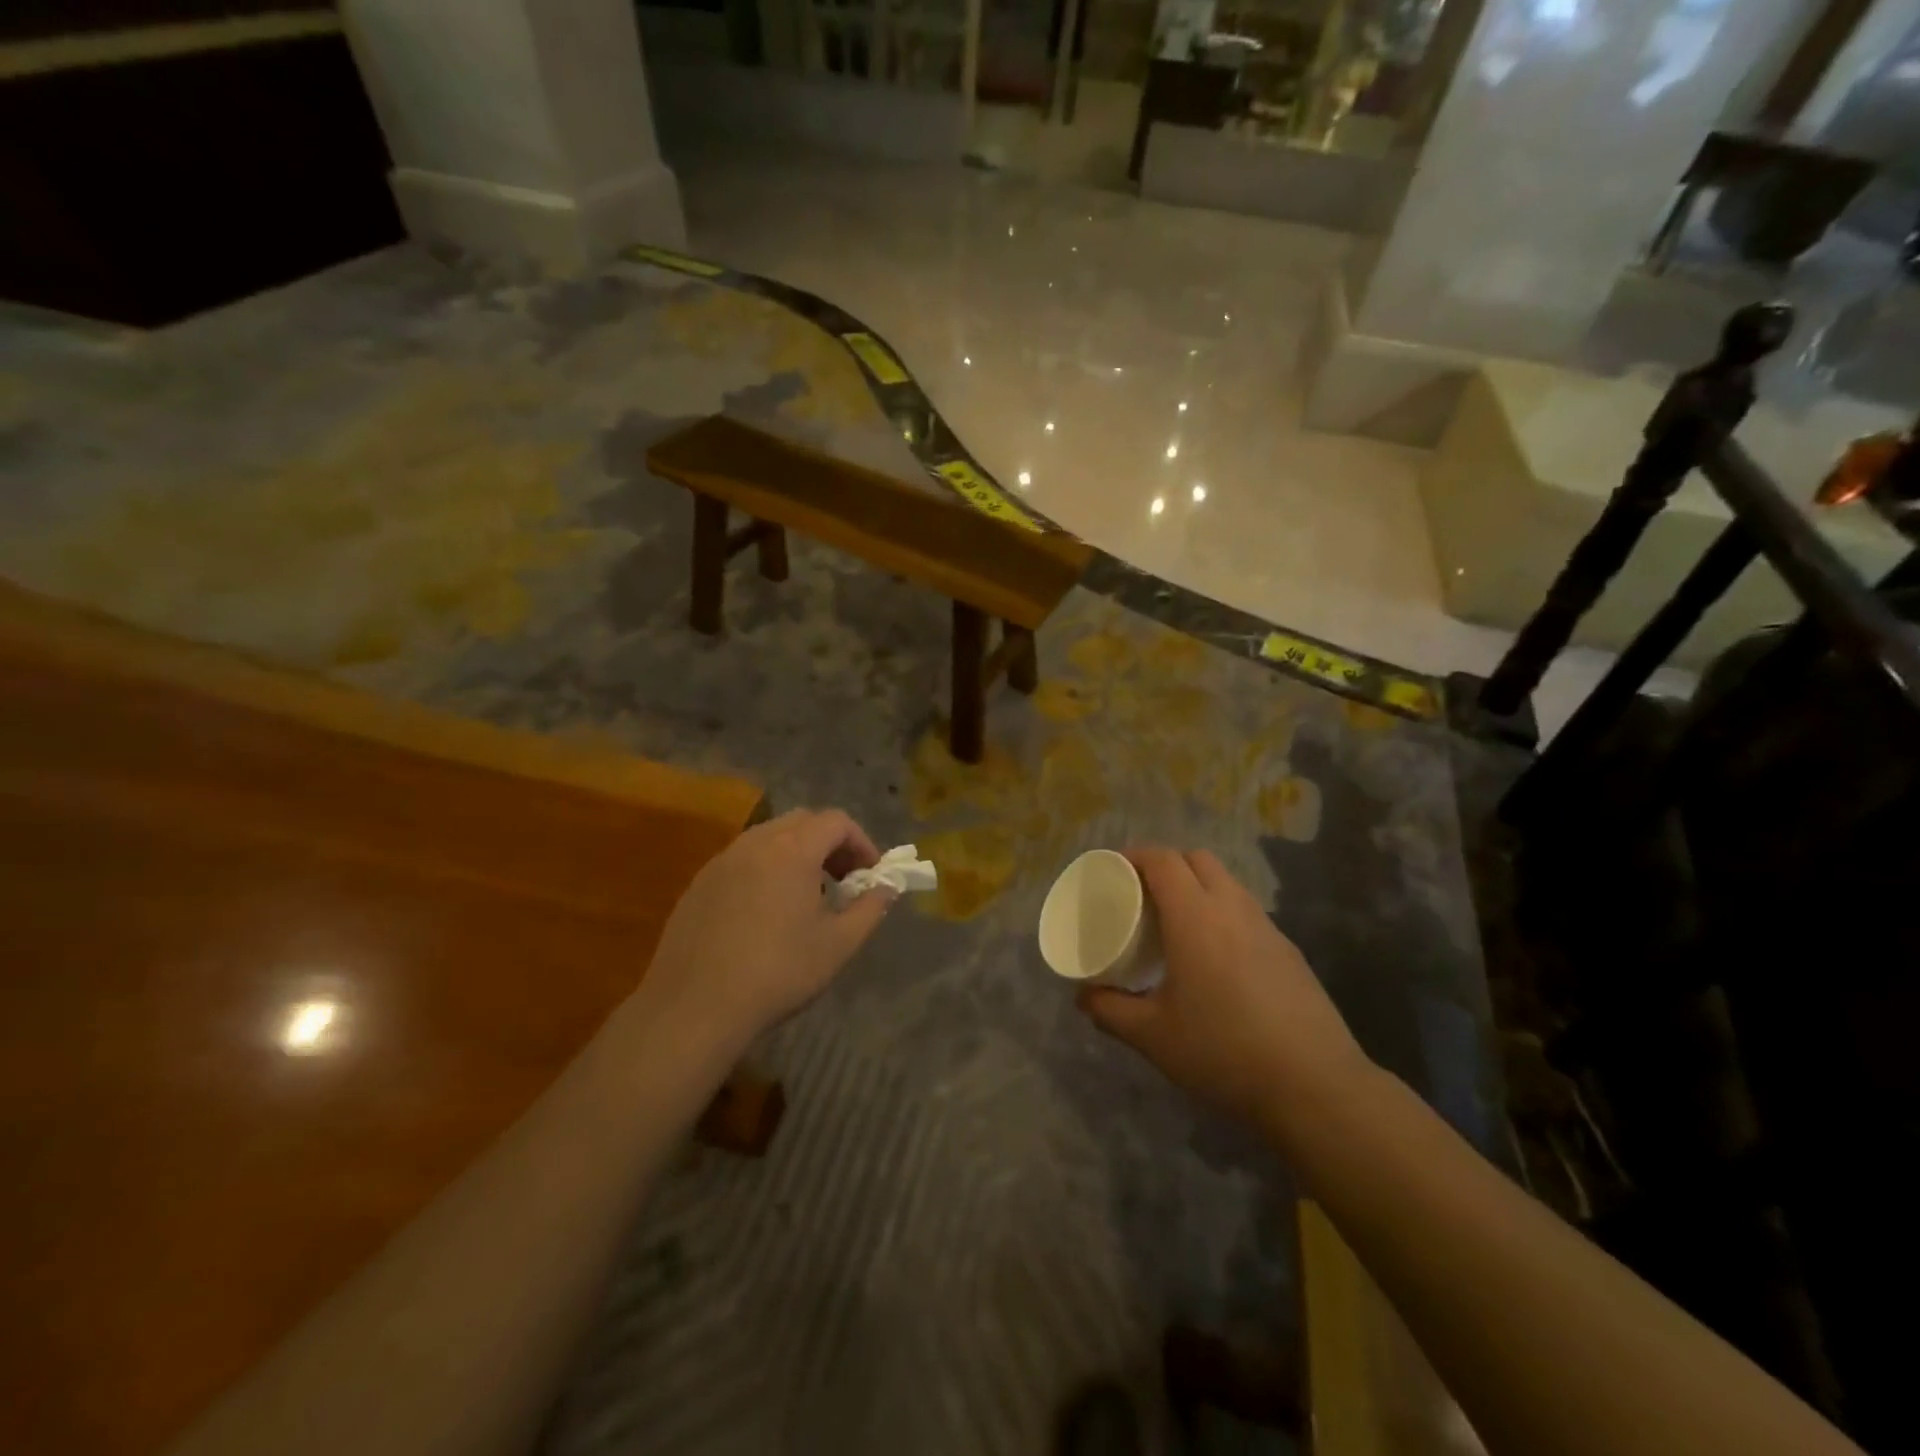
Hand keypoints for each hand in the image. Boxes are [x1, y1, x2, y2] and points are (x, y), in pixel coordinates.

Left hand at [637, 808, 894, 1051]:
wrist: (695, 1006)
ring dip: (797, 854)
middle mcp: (755, 843)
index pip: (836, 821)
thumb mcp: (838, 944)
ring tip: (807, 896)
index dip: (862, 842)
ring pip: (769, 838)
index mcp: (792, 849)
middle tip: (843, 881)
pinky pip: (742, 860)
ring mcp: (722, 861)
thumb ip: (870, 908)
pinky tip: (766, 913)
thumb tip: (887, 888)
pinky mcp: (699, 884)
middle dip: (830, 844)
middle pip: (802, 822)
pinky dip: (766, 870)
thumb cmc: (777, 971)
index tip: (871, 875)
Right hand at [1077, 848, 1368, 1136]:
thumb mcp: (1153, 1036)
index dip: (1134, 856)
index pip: (1163, 860)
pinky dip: (1222, 913)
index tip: (1112, 869)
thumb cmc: (1223, 1051)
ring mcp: (1267, 928)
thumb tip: (1083, 997)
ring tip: (1175, 923)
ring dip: (1197, 886)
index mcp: (1195, 917)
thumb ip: (1110, 1011)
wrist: (1314, 1087)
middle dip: (1166, 864)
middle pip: (1197, 859)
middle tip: (1141, 894)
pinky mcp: (1289, 952)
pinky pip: (1247, 912)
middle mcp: (1232, 909)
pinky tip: (1215, 957)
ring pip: (1227, 883)